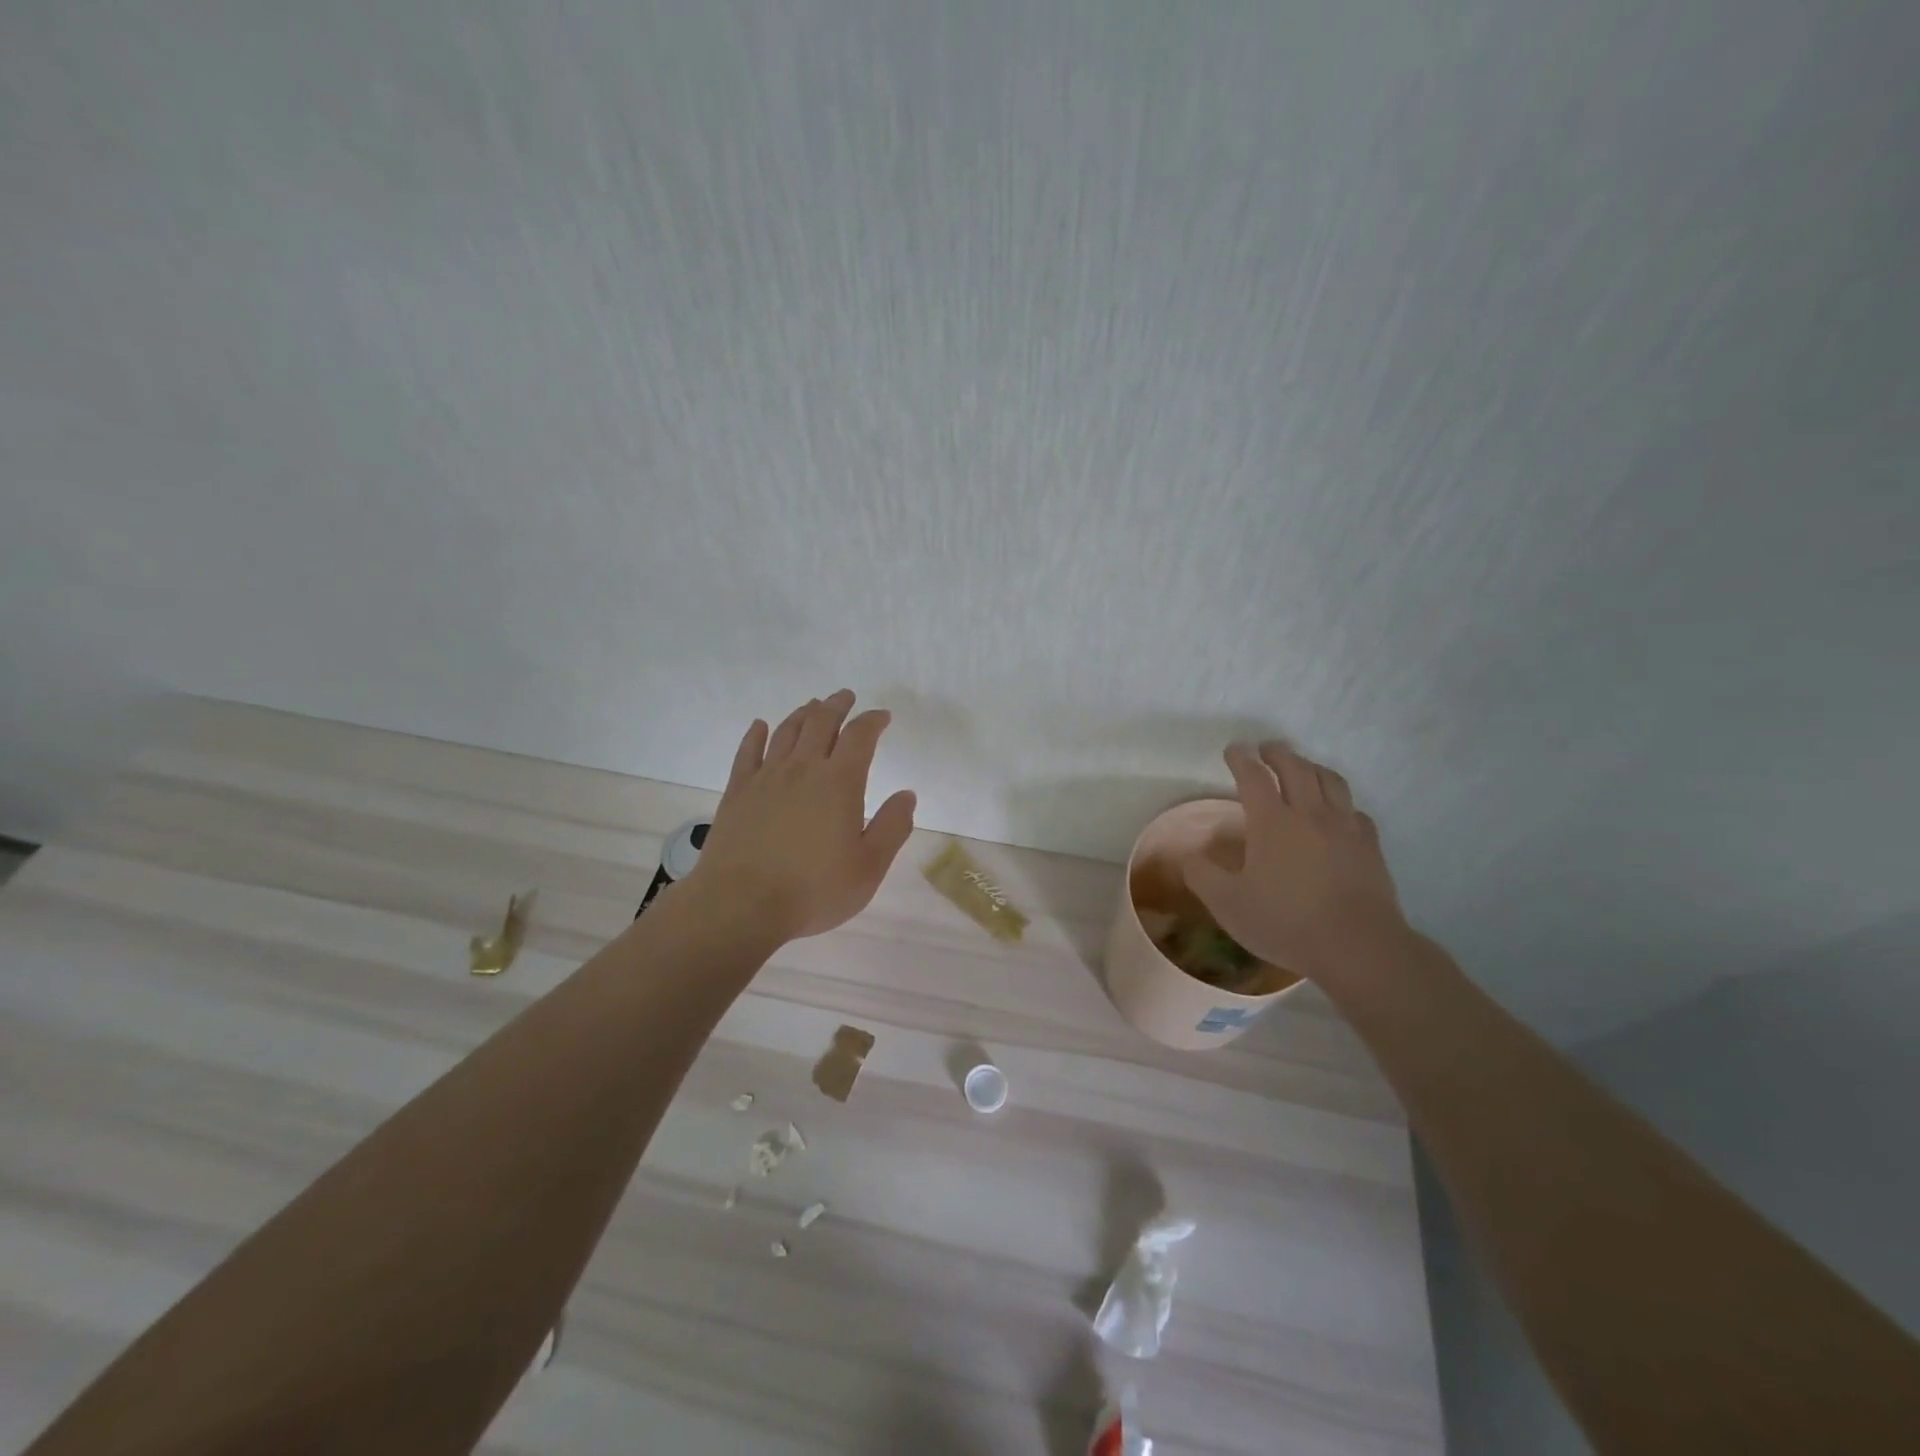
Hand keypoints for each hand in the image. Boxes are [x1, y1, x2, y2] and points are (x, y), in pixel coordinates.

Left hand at [683, 689, 916, 941]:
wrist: (741, 904)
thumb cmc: (813, 890)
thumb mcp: (869, 867)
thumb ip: (892, 827)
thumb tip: (907, 794)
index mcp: (840, 783)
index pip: (860, 737)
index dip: (873, 721)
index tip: (882, 716)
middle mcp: (803, 769)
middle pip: (821, 723)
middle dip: (837, 706)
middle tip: (845, 696)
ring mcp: (766, 777)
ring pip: (787, 731)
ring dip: (803, 714)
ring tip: (813, 705)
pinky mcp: (738, 792)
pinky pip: (748, 752)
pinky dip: (757, 734)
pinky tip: (760, 726)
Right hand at [1185, 742, 1407, 980]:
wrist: (1357, 947)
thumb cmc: (1286, 922)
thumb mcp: (1228, 904)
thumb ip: (1202, 876)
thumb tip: (1187, 857)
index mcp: (1272, 822)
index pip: (1253, 778)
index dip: (1241, 760)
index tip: (1233, 750)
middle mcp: (1309, 814)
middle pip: (1296, 768)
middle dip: (1278, 754)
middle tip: (1267, 748)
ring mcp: (1344, 828)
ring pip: (1330, 781)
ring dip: (1312, 767)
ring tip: (1303, 767)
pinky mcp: (1370, 846)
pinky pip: (1355, 811)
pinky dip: (1341, 802)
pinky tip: (1339, 812)